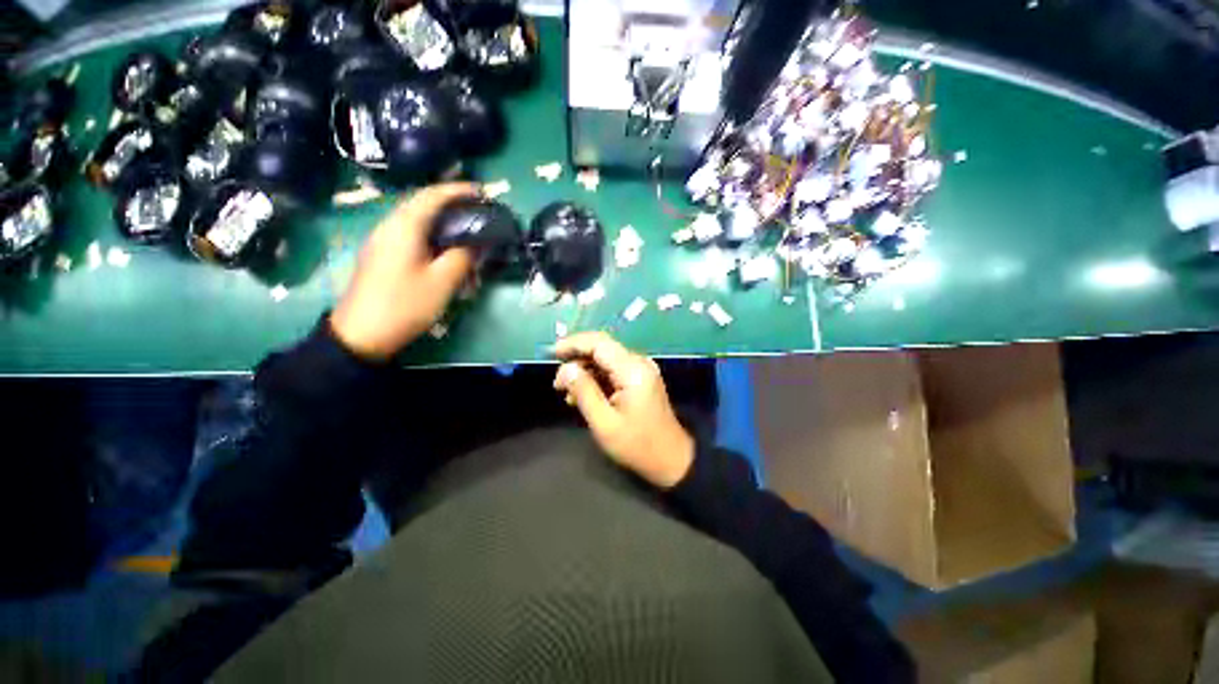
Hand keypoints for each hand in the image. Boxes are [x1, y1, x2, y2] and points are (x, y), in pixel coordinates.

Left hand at [331, 183, 478, 359]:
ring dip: (440, 218)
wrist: (360, 333)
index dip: (459, 190)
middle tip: (477, 210)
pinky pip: (409, 233)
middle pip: (421, 203)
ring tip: (464, 227)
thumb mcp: (442, 282)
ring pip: (415, 218)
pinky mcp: (380, 254)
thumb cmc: (404, 304)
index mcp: (404, 226)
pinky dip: (430, 232)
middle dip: (451, 202)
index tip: (482, 192)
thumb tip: (476, 243)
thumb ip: (463, 257)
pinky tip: (443, 247)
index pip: (433, 195)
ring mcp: (381, 240)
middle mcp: (389, 225)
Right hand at [553, 332, 694, 488]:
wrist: (671, 459)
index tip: (552, 353)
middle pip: (602, 348)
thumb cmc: (637, 445)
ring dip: (585, 371)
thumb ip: (584, 391)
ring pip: (606, 359)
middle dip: (577, 361)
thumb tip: (566, 369)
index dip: (574, 343)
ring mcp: (642, 369)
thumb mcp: (604, 422)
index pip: (599, 343)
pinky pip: (614, 370)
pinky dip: (596, 378)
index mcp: (633, 370)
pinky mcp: (641, 378)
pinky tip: (584, 395)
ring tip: (568, 394)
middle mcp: (639, 363)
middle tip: (558, 384)